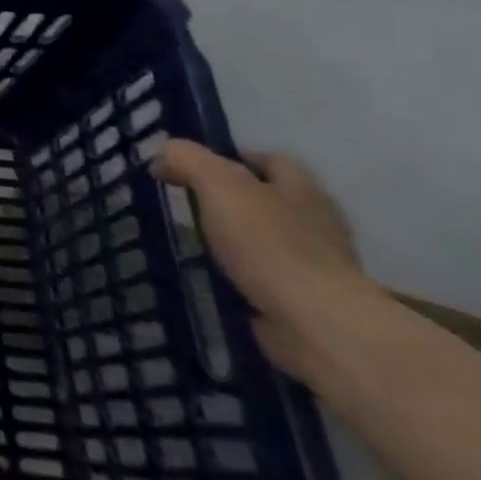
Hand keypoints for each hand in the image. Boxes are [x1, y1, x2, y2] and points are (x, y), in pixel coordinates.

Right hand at [156, 141, 381, 381]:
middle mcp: (316, 220)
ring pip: (266, 239)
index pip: (268, 159)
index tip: (191, 169)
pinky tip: (212, 278)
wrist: (317, 323)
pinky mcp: (308, 301)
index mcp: (301, 187)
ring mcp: (317, 264)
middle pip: (268, 199)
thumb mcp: (217, 183)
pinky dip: (241, 275)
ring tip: (192, 244)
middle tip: (187, 205)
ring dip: (234, 241)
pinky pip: (265, 277)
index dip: (230, 158)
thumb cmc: (269, 243)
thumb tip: (163, 156)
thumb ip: (186, 159)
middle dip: (231, 201)